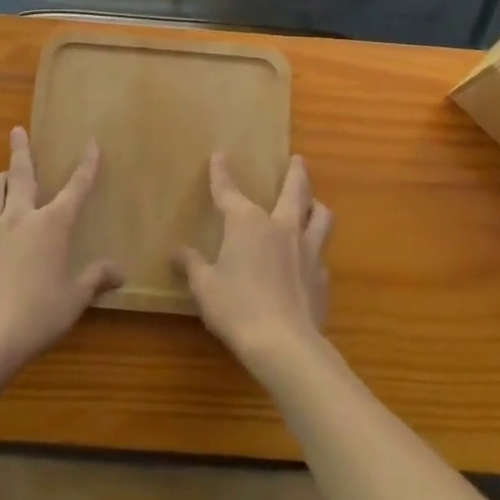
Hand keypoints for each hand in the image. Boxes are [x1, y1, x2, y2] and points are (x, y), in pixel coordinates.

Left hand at [0, 127, 121, 372]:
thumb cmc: (37, 315)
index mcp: (51, 225)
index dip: (86, 165)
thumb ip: (95, 279)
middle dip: (21, 149)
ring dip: (0, 177)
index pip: (75, 187)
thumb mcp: (74, 299)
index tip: (91, 143)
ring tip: (4, 175)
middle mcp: (20, 217)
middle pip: (20, 173)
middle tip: (16, 130)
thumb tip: (120, 272)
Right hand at [176, 154, 332, 377]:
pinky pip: (322, 254)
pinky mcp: (322, 276)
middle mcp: (281, 227)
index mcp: (247, 223)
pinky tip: (311, 261)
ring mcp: (307, 250)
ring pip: (320, 216)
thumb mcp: (205, 287)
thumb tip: (177, 253)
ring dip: (316, 205)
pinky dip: (316, 250)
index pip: (229, 191)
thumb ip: (192, 266)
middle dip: (295, 172)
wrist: (285, 344)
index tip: (219, 155)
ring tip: (315, 203)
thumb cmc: (237, 308)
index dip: (221, 173)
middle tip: (298, 159)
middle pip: (294, 190)